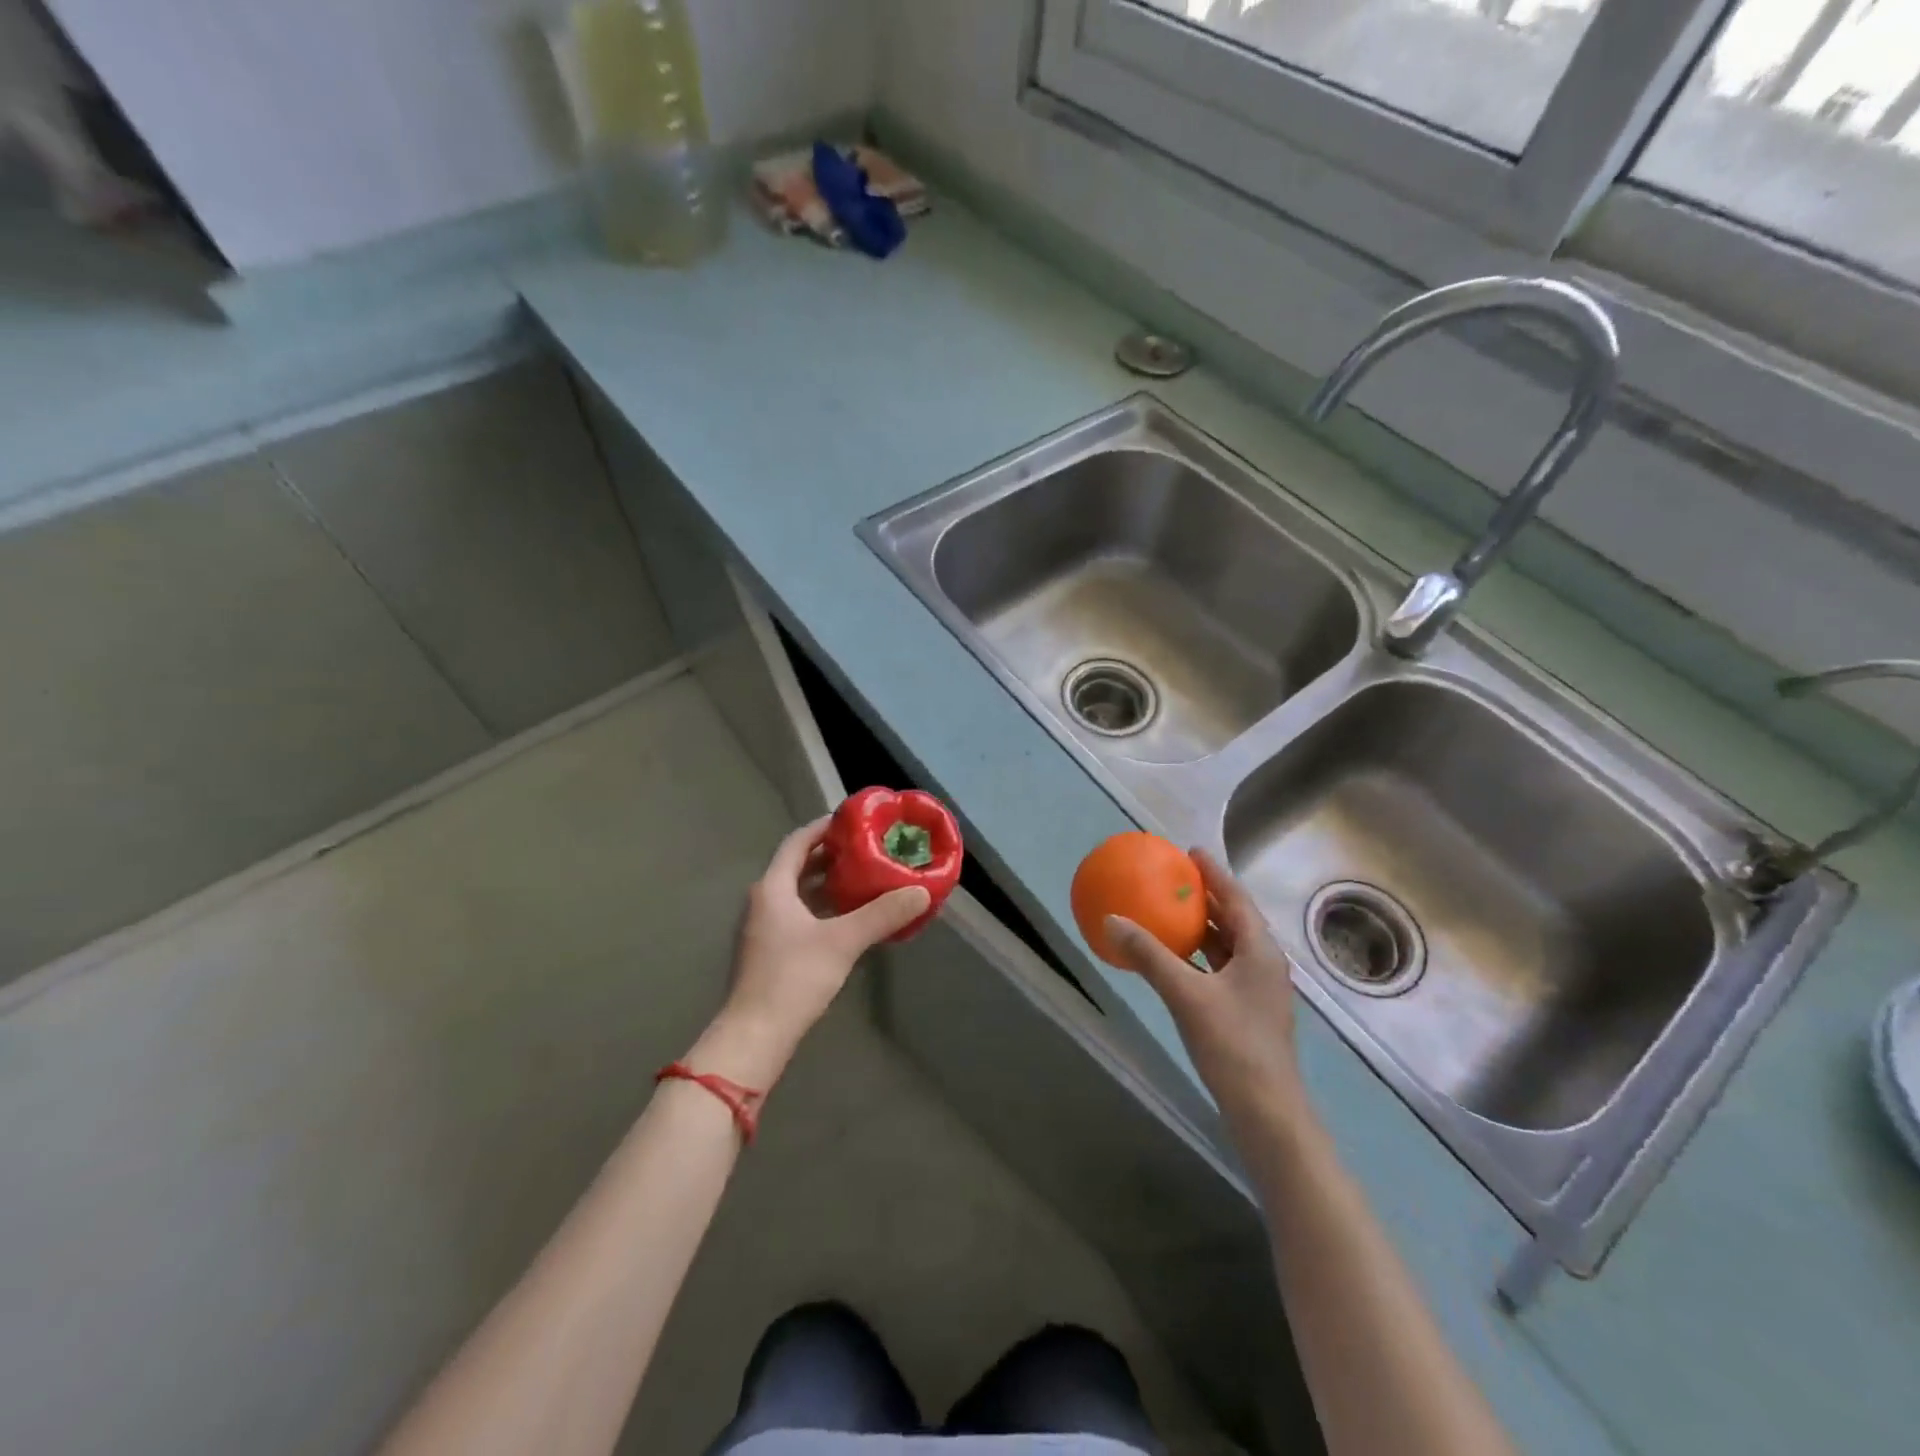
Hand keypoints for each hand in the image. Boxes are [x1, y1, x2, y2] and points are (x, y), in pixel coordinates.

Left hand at [692, 816, 929, 1086]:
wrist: (755, 1036)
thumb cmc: (793, 978)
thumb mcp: (843, 942)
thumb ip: (882, 914)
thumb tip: (922, 891)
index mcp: (773, 887)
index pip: (798, 842)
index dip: (825, 827)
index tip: (855, 820)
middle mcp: (765, 900)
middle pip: (799, 865)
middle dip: (833, 855)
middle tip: (869, 848)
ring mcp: (765, 927)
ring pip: (800, 892)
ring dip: (830, 882)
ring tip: (866, 877)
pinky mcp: (772, 950)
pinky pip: (801, 915)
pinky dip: (825, 908)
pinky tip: (851, 917)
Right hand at [1106, 849, 1311, 1131]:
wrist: (1266, 1111)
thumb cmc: (1232, 1045)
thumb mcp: (1185, 994)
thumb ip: (1148, 955)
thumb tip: (1111, 920)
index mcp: (1260, 950)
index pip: (1236, 898)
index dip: (1214, 873)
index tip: (1191, 852)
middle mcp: (1264, 963)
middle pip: (1234, 919)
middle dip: (1206, 898)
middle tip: (1174, 879)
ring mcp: (1258, 990)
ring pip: (1228, 946)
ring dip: (1202, 928)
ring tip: (1170, 912)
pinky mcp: (1248, 1012)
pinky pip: (1221, 968)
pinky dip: (1199, 956)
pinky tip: (1175, 961)